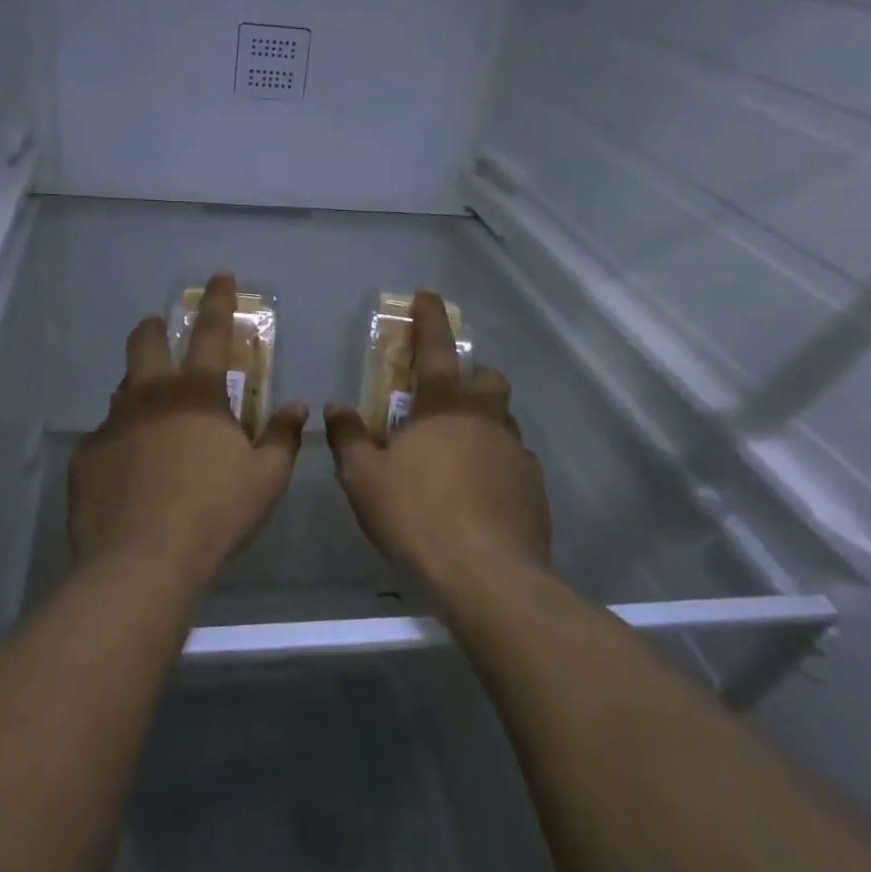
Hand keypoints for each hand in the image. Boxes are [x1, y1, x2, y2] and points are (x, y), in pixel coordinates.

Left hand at [71, 273, 308, 583]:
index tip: (220, 275)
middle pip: (147, 341)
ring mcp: (111, 424)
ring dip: (139, 387)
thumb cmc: (216, 514)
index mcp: (197, 394)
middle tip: (164, 332)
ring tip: (152, 413)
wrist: (142, 561)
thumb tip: (297, 407)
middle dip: (157, 328)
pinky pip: (105, 437)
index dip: (220, 300)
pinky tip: (130, 471)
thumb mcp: (266, 479)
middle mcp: (149, 396)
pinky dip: (121, 441)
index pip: (213, 332)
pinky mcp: (86, 456)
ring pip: (123, 388)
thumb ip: (283, 437)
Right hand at [325, 291, 550, 590]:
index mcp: (444, 409)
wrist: (485, 576)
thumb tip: (335, 407)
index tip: (428, 295)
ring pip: (504, 422)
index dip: (430, 319)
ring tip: (457, 454)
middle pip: (488, 380)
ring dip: (483, 424)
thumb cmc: (416, 517)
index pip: (436, 349)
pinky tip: (479, 494)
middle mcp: (487, 421)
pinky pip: (515, 462)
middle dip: (471, 376)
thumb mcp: (364, 479)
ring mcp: (516, 454)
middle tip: (446, 398)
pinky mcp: (534, 489)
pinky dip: (496, 465)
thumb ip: (349, 438)